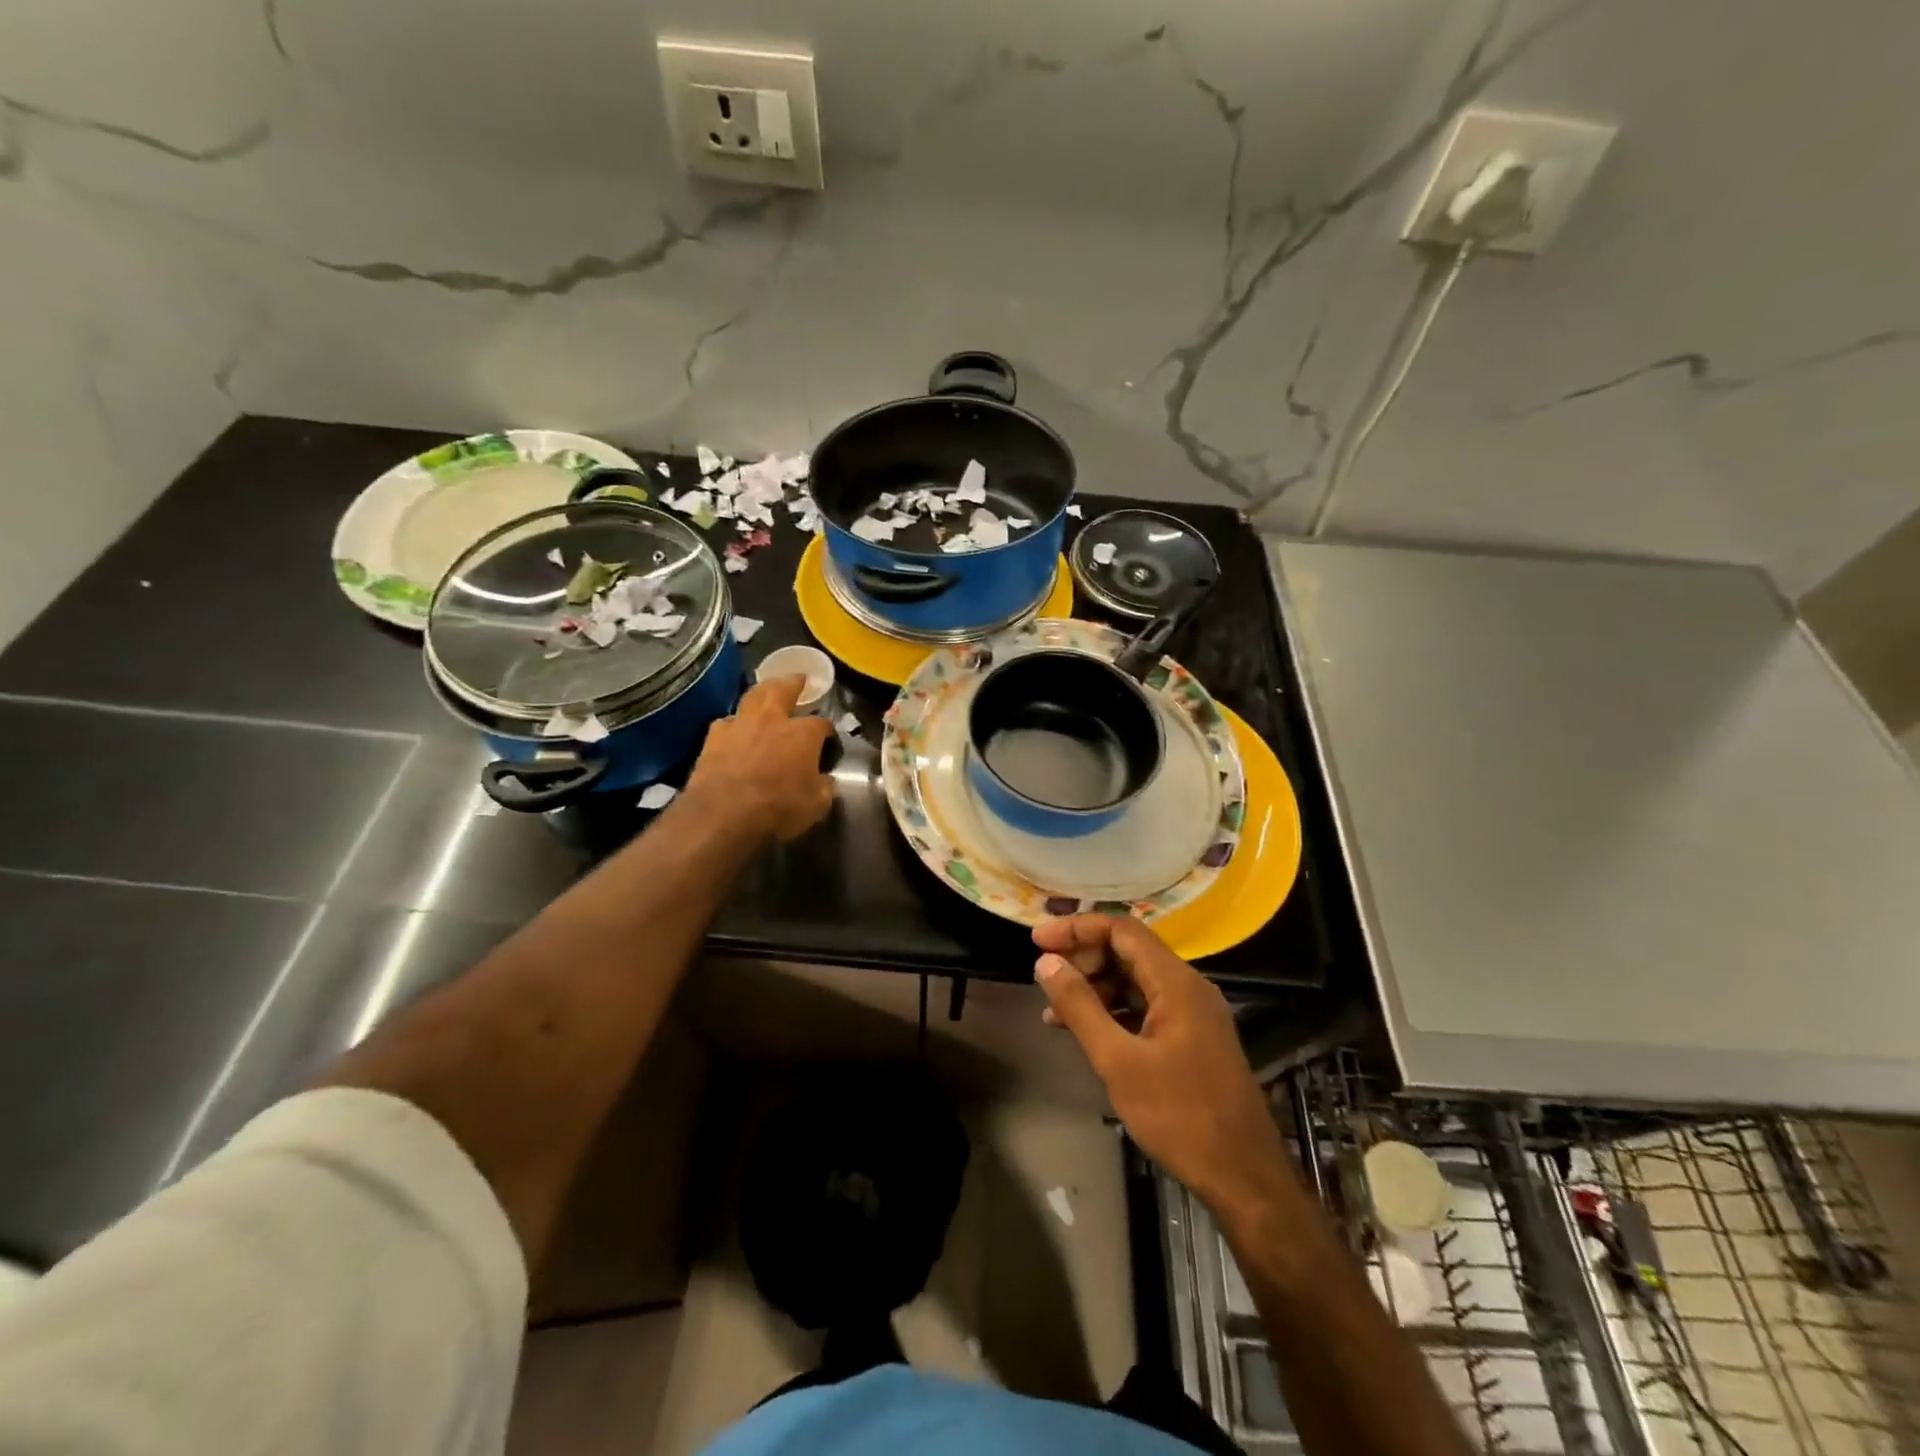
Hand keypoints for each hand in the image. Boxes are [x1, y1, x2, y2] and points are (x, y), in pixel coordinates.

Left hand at [686, 675, 834, 841]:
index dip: (828, 731)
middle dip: (793, 682)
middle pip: (783, 689)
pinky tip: (736, 728)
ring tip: (767, 692)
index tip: (829, 739)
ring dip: (762, 692)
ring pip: (752, 696)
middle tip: (799, 678)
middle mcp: (772, 720)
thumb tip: (825, 780)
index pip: (822, 724)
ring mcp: (740, 725)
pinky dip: (735, 722)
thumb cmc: (777, 809)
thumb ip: (824, 787)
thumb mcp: (816, 806)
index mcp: (803, 734)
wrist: (722, 815)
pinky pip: (727, 721)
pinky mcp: (713, 738)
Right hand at [1033, 915, 1293, 1219]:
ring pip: (1135, 980)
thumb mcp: (1118, 1061)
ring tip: (1054, 1011)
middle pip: (1128, 951)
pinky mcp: (1192, 1037)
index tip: (1037, 941)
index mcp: (1176, 982)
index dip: (1076, 928)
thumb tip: (1046, 962)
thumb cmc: (1180, 1116)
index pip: (1121, 930)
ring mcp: (1193, 1012)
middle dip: (1083, 958)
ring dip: (1094, 987)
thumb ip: (1080, 1007)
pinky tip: (1085, 1032)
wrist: (1244, 1178)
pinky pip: (1146, 1006)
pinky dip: (1113, 1010)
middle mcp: (1188, 986)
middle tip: (1045, 978)